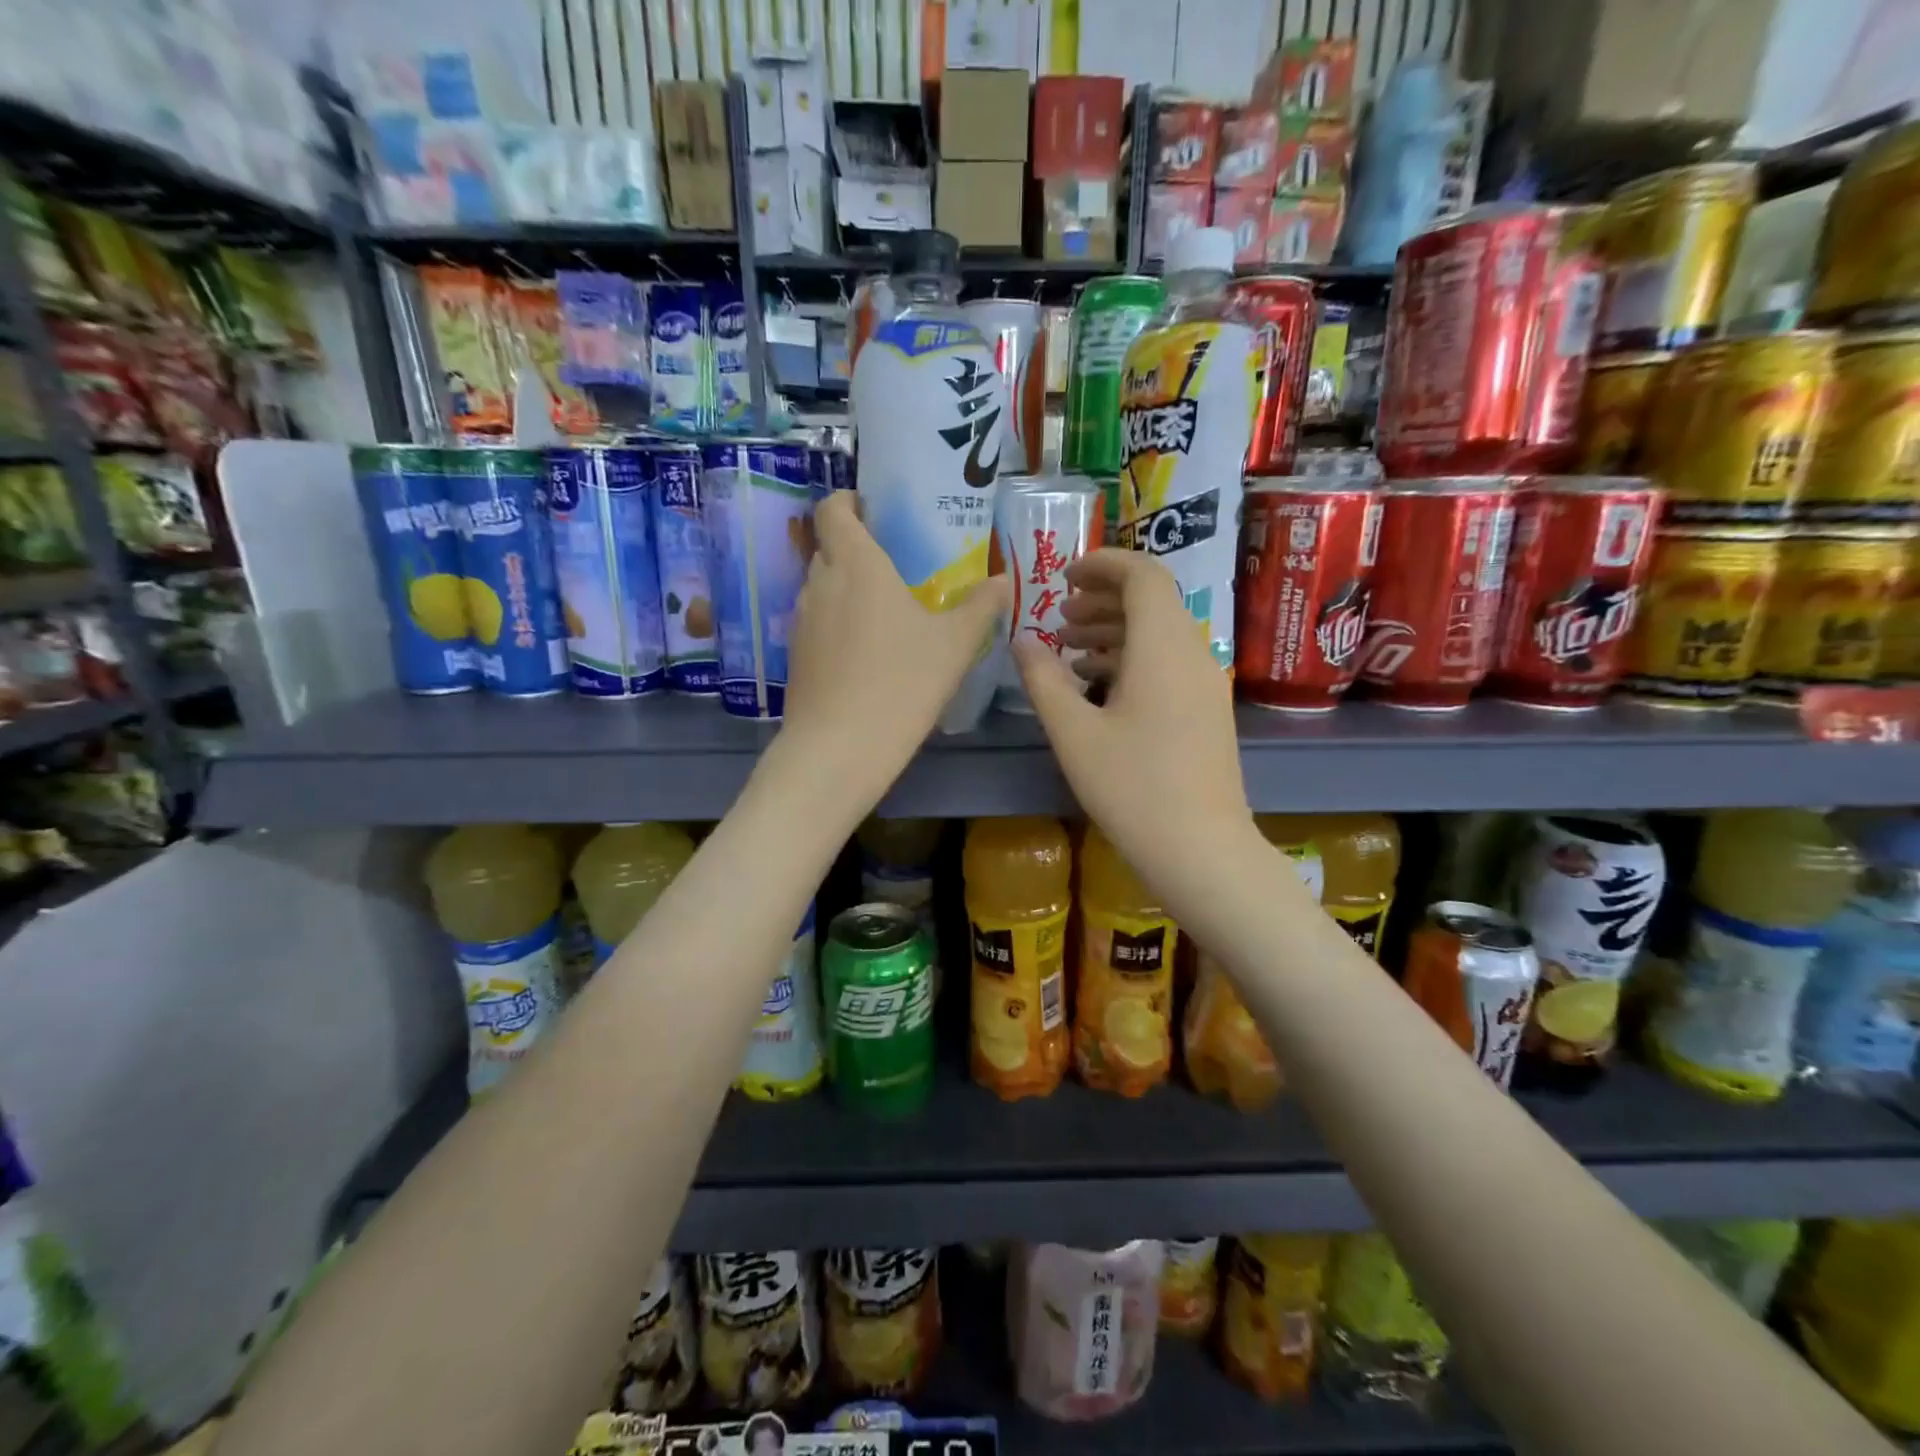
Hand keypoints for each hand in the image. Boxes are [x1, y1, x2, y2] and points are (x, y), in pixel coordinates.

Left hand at [782, 491, 1008, 802]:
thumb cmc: (902, 683)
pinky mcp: (796, 655)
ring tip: (887, 612)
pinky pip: (817, 622)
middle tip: (898, 566)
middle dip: (858, 548)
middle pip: (829, 547)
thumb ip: (980, 607)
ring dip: (848, 588)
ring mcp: (801, 620)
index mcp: (857, 563)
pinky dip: (838, 623)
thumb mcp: (955, 645)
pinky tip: (867, 653)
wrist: (840, 749)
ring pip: (822, 587)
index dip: (849, 501)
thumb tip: (1004, 581)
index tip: (875, 511)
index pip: (833, 509)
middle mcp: (820, 582)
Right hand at [1014, 548, 1255, 901]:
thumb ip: (1042, 679)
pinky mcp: (1207, 710)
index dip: (1103, 564)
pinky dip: (1132, 658)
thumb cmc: (1132, 787)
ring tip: (1069, 648)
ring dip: (1115, 629)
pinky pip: (1169, 662)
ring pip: (1160, 633)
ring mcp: (1205, 683)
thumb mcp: (1073, 732)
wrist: (1201, 849)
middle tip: (1059, 615)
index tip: (1064, 575)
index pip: (1143, 574)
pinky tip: (1096, 685)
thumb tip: (1020, 641)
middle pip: (1153, 601)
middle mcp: (1192, 652)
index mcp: (1163, 646)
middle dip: (1103, 598)